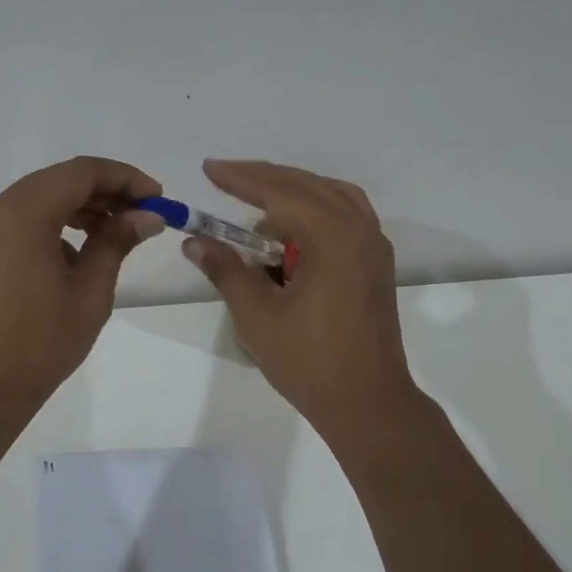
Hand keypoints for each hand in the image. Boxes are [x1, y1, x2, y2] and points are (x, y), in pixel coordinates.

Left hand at [0, 156, 165, 410]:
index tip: (158, 199)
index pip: (81, 172)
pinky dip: (58, 226)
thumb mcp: (89, 292)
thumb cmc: (39, 343)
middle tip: (146, 216)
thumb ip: (116, 243)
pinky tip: (84, 253)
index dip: (125, 178)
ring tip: (122, 233)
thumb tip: (147, 217)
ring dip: (83, 209)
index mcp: (22, 213)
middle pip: (60, 181)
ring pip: (42, 199)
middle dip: (106, 192)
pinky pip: (25, 221)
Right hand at [181, 159, 417, 436]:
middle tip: (224, 176)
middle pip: (308, 186)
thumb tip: (194, 241)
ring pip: (332, 197)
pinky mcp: (376, 264)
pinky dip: (317, 210)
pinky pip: (347, 217)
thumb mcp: (258, 316)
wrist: (367, 402)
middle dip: (264, 179)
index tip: (209, 169)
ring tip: (256, 203)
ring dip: (293, 192)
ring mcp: (374, 247)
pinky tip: (293, 229)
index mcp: (333, 238)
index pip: (280, 193)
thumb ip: (227, 270)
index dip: (241, 179)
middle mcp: (360, 231)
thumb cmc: (310, 362)